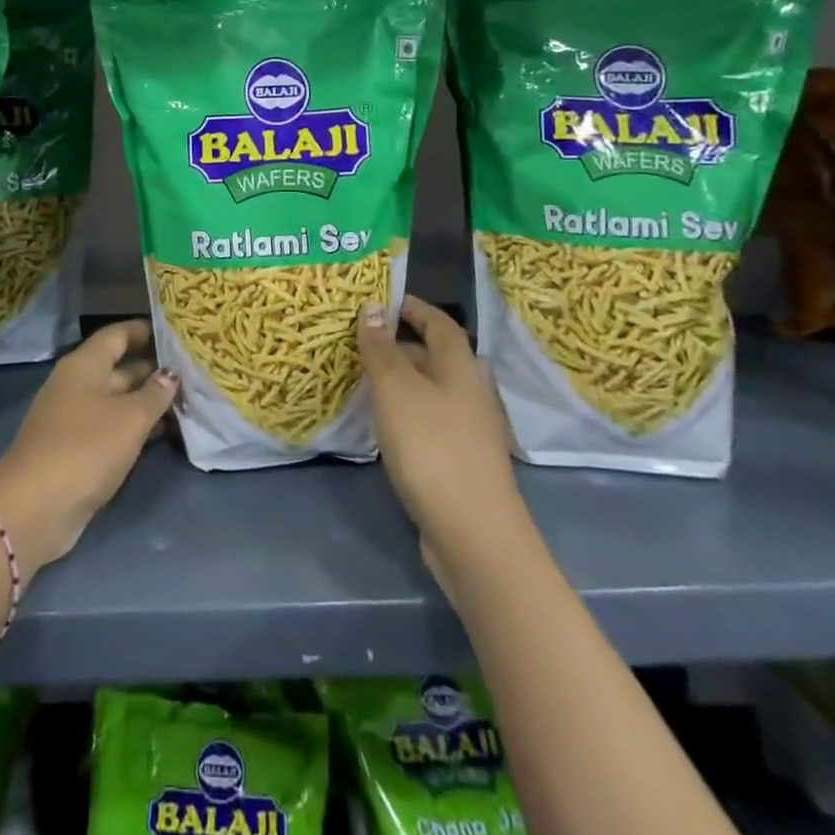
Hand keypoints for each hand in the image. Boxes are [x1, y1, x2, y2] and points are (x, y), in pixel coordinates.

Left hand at [0, 320, 177, 572]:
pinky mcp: (76, 449)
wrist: (34, 508)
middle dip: (153, 370)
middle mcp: (77, 384)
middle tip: (192, 372)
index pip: (118, 334)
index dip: (145, 330)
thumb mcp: (129, 418)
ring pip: (117, 400)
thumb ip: (155, 394)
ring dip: (147, 402)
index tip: (176, 331)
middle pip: (119, 368)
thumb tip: (170, 374)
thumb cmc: (85, 448)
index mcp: (84, 365)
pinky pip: (111, 427)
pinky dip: (135, 427)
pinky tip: (163, 433)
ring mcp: (74, 418)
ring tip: (187, 403)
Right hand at [357, 296, 519, 584]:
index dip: (414, 308)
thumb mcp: (396, 391)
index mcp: (461, 367)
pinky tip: (384, 424)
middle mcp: (471, 392)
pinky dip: (407, 411)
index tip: (384, 301)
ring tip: (363, 379)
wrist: (474, 534)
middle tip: (360, 341)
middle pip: (436, 356)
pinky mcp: (462, 460)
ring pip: (432, 390)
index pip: (440, 322)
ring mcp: (470, 429)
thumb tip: (373, 306)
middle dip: (400, 344)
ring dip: (401, 380)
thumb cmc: (432, 448)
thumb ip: (382, 349)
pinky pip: (431, 419)